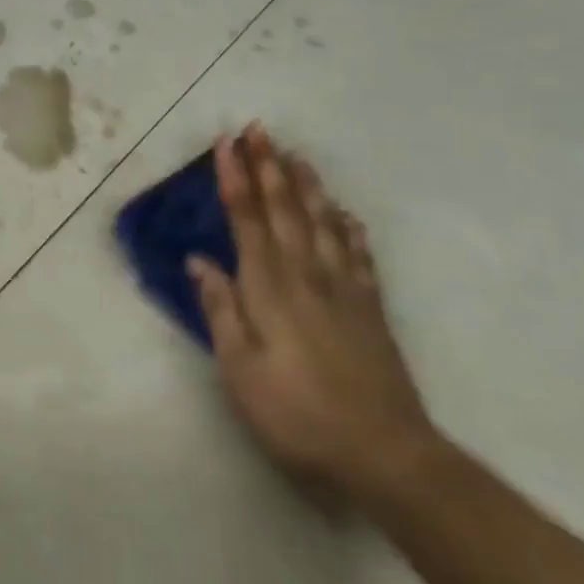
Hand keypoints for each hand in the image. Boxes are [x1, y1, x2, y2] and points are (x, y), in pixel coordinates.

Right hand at [187, 123, 436, 499]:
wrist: (384, 454)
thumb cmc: (296, 413)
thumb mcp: (239, 370)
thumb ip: (220, 309)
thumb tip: (199, 261)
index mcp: (269, 288)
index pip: (247, 219)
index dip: (235, 179)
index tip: (225, 144)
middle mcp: (307, 276)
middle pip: (285, 210)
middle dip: (268, 166)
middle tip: (259, 129)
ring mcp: (345, 290)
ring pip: (323, 223)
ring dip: (306, 185)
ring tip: (296, 155)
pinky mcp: (371, 309)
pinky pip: (359, 254)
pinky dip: (348, 227)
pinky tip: (344, 213)